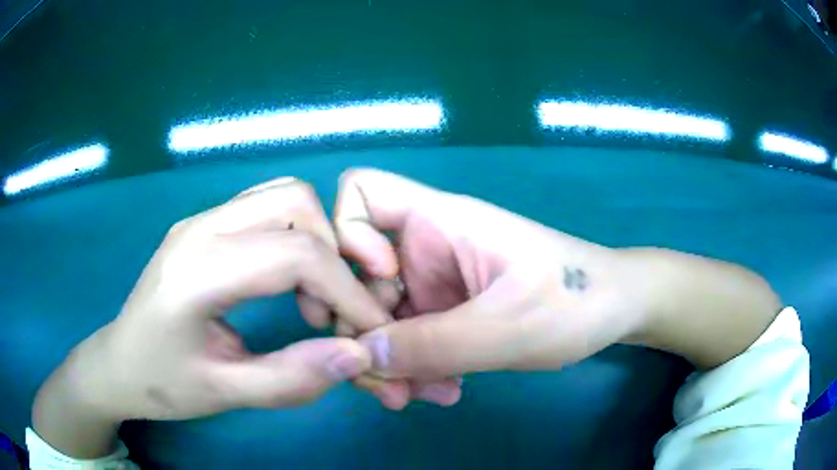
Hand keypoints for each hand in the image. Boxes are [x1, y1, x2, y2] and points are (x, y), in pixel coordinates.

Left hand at [33, 177, 390, 456]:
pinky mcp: (204, 224)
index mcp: (196, 270)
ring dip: (316, 240)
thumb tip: (357, 355)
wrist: (117, 362)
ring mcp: (200, 219)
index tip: (371, 329)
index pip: (294, 254)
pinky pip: (265, 207)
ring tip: (313, 297)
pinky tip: (288, 281)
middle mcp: (200, 226)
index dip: (347, 291)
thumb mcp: (224, 394)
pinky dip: (295, 236)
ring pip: (283, 196)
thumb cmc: (161, 382)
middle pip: (294, 202)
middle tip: (335, 310)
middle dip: (335, 253)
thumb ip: (291, 379)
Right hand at [335, 169, 647, 380]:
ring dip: (390, 361)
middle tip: (387, 384)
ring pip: (380, 315)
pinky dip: (413, 367)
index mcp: (439, 222)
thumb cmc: (574, 301)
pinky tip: (441, 391)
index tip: (376, 285)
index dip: (347, 235)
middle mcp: (427, 248)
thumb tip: (360, 356)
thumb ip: (431, 345)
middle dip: (362, 331)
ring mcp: (435, 283)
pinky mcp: (448, 313)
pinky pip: (408, 338)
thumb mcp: (506, 328)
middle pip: (356, 274)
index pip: (361, 192)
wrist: (615, 311)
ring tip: (417, 397)